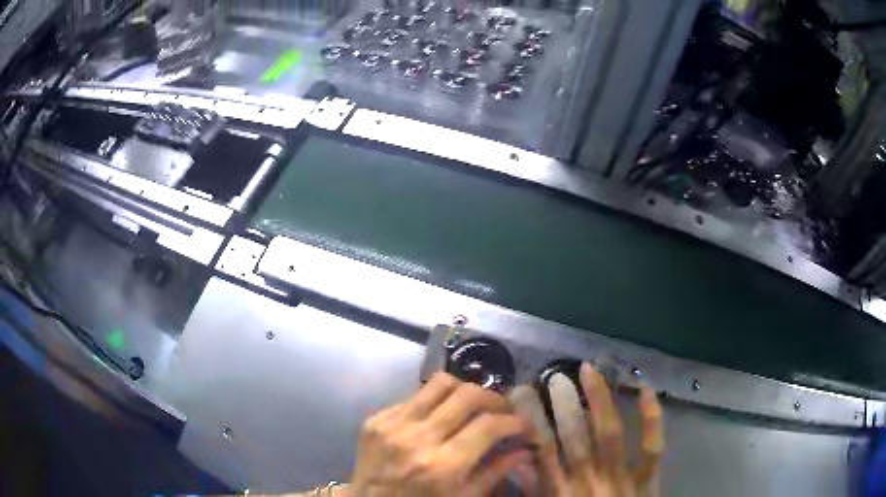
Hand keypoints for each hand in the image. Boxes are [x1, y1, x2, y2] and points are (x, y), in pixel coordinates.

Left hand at [348, 372, 533, 496]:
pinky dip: (435, 402)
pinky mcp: (376, 418)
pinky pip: (414, 397)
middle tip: (503, 410)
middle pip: (467, 395)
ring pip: (440, 383)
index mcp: (442, 466)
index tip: (524, 424)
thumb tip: (524, 448)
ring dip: (466, 390)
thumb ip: (495, 472)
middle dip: (495, 398)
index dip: (514, 421)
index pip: (488, 425)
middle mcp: (417, 439)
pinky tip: (440, 417)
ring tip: (475, 405)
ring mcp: (392, 424)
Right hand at [512, 363, 663, 496]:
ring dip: (599, 400)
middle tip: (557, 376)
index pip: (542, 449)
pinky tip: (644, 387)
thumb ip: (533, 488)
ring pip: (609, 434)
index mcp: (560, 491)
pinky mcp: (647, 478)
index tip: (523, 393)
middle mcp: (588, 480)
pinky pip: (651, 446)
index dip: (532, 419)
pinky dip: (651, 417)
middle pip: (575, 437)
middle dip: (565, 405)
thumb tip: (517, 459)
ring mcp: (621, 477)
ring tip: (589, 371)